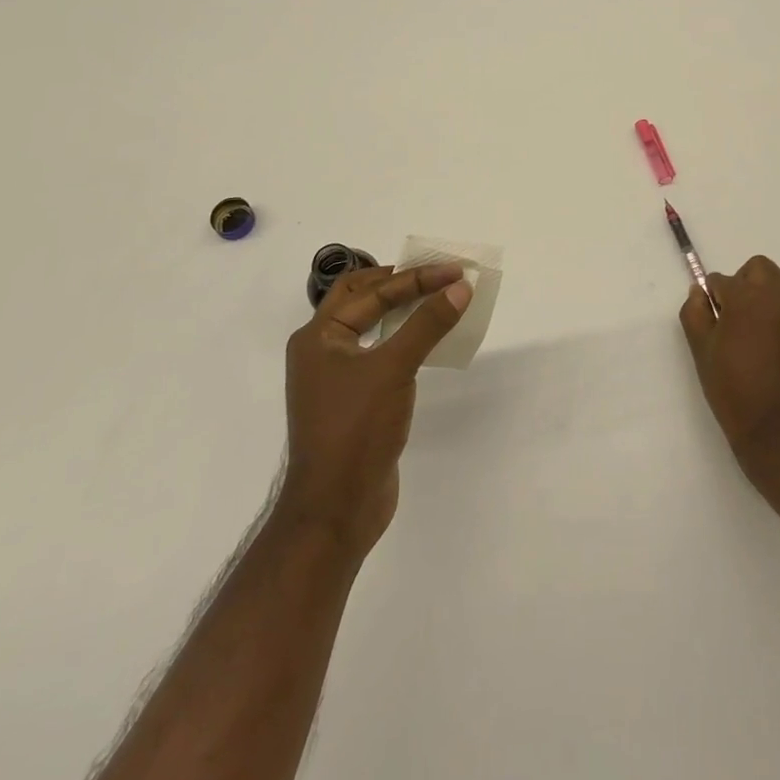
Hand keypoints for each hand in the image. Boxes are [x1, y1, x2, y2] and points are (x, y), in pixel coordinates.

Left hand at [278, 263, 472, 555]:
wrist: (336, 508)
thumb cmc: (356, 429)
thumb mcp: (394, 369)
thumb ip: (427, 324)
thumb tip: (460, 288)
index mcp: (318, 336)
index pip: (372, 291)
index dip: (417, 278)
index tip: (456, 271)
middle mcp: (322, 350)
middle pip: (362, 299)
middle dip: (402, 283)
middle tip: (440, 275)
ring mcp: (336, 377)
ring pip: (371, 326)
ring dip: (404, 309)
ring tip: (438, 299)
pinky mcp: (354, 400)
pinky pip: (380, 354)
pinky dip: (404, 339)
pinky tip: (427, 342)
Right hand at [680, 255, 779, 479]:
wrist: (778, 429)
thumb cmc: (733, 389)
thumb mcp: (701, 351)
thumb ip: (694, 313)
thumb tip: (698, 291)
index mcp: (744, 297)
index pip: (720, 280)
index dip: (712, 299)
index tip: (712, 322)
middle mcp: (776, 294)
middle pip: (758, 267)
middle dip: (743, 282)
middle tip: (734, 315)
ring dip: (772, 288)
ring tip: (761, 318)